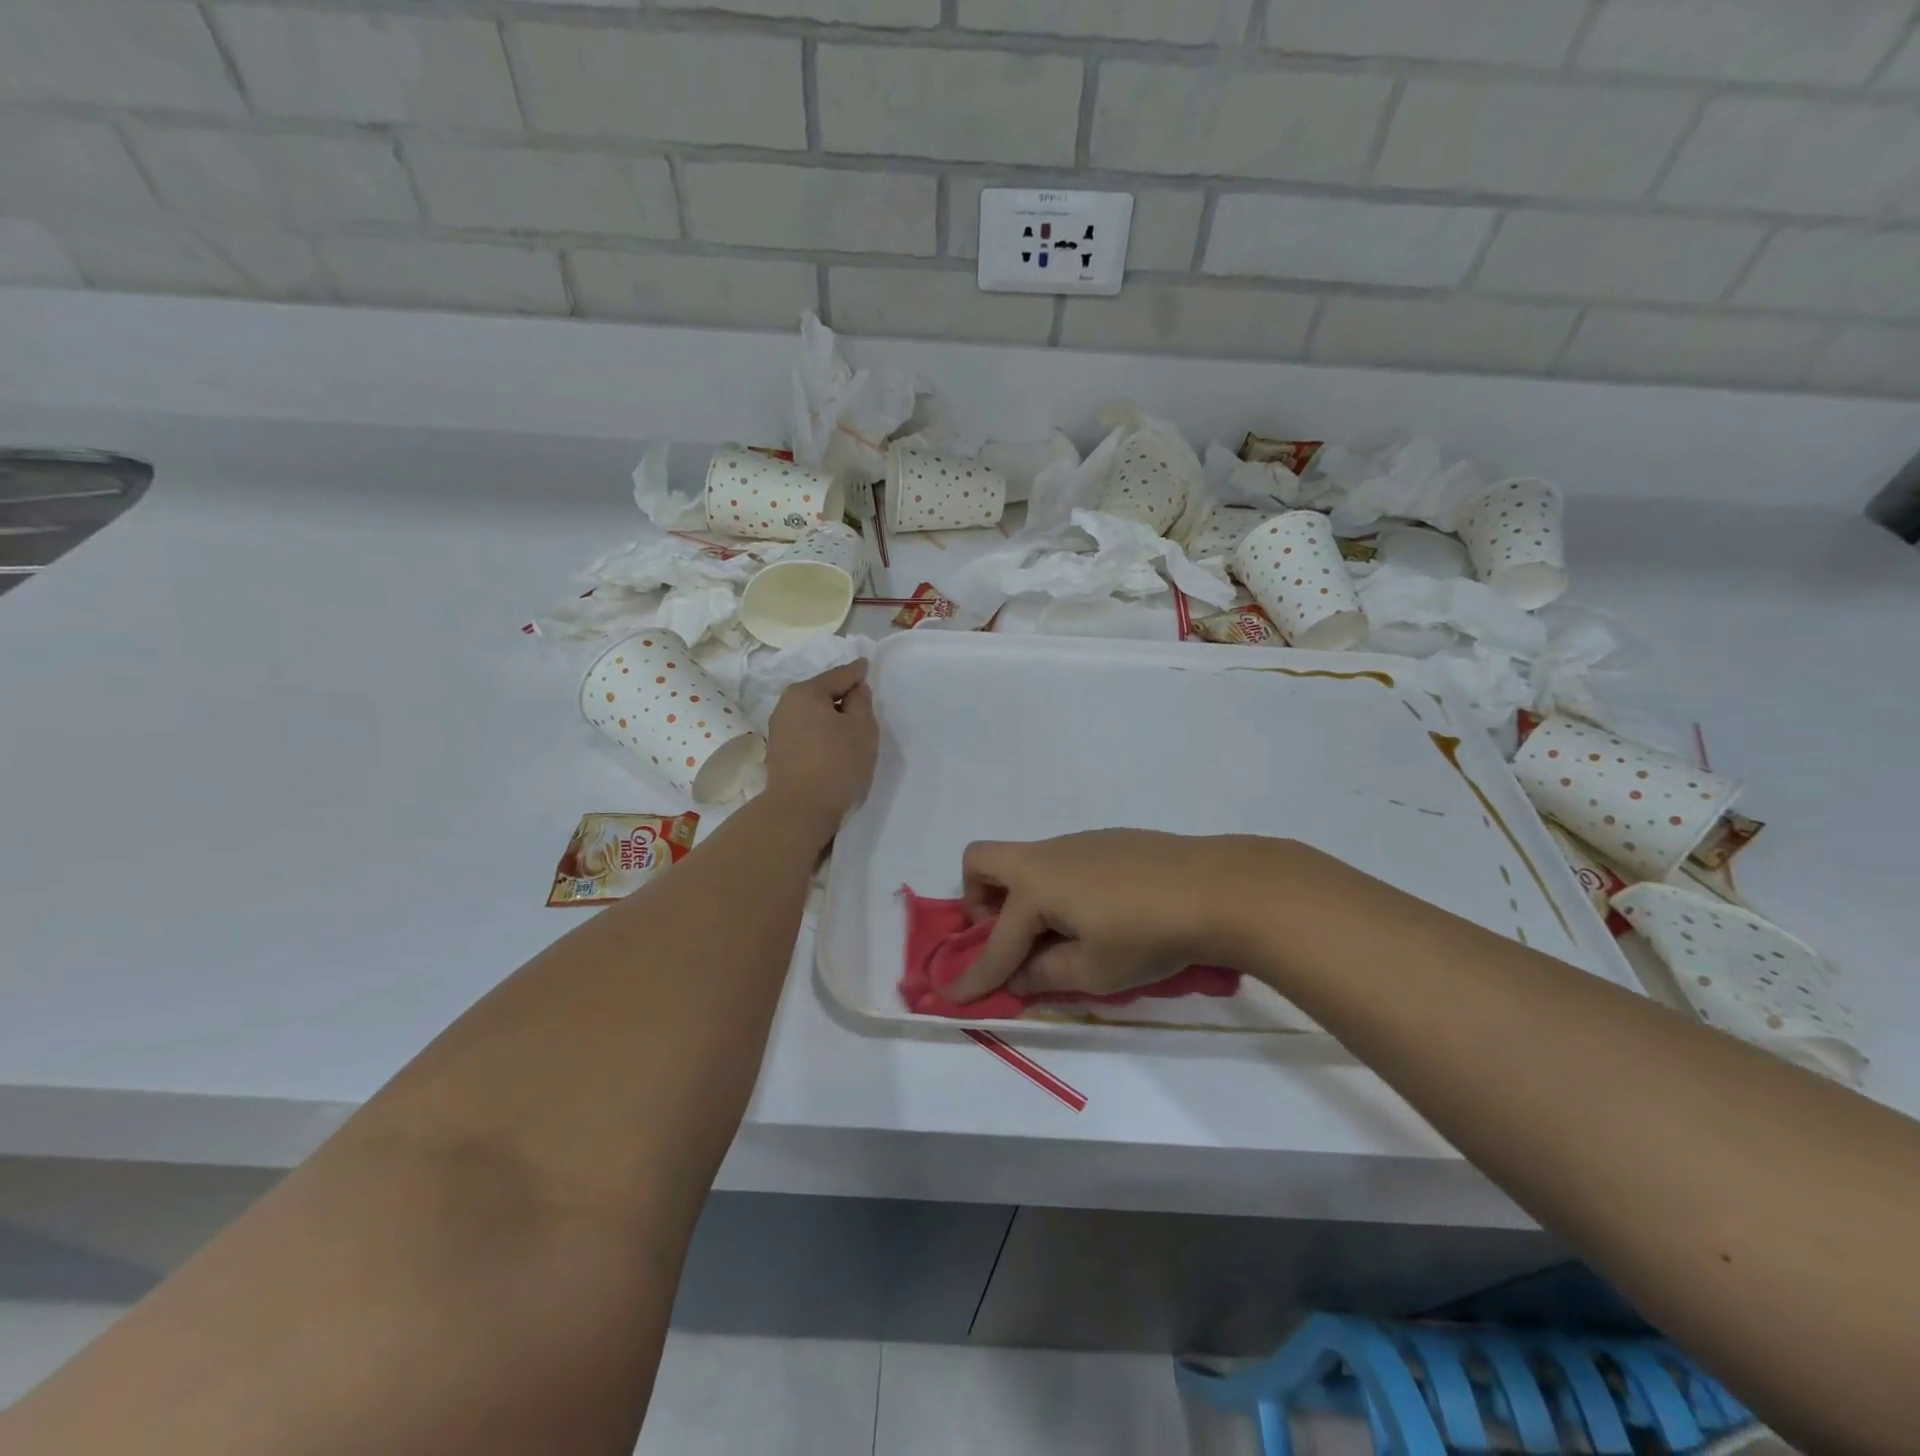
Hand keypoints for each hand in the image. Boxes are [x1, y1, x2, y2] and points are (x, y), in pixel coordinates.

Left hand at [763, 660, 878, 838]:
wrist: (800, 810)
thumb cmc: (836, 763)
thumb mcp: (862, 728)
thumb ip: (861, 702)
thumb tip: (855, 690)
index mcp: (805, 692)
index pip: (839, 675)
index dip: (857, 671)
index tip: (866, 664)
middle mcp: (786, 706)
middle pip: (822, 694)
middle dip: (842, 695)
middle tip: (863, 700)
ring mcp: (779, 730)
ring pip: (813, 715)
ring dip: (830, 717)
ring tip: (851, 726)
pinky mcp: (779, 753)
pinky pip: (807, 732)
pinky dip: (821, 733)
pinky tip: (834, 744)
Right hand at [937, 831, 1286, 1004]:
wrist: (1218, 888)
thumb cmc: (1148, 935)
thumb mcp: (1094, 970)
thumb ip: (1046, 974)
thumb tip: (1018, 975)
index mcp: (1035, 887)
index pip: (995, 942)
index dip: (973, 975)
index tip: (950, 997)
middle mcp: (1047, 856)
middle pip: (983, 861)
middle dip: (978, 900)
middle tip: (1006, 936)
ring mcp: (1077, 843)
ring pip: (1026, 861)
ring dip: (1021, 897)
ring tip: (1060, 934)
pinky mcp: (1107, 841)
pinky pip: (1060, 861)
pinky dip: (1056, 888)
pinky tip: (1098, 914)